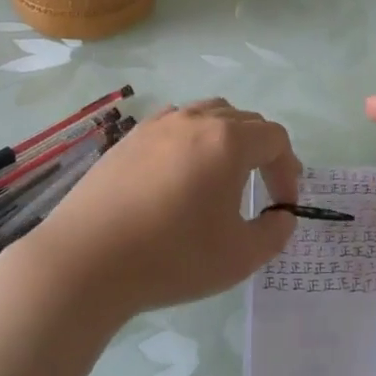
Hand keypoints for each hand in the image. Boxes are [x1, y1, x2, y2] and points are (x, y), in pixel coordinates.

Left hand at [20, 99, 300, 321]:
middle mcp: (195, 120)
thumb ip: (274, 233)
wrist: (86, 261)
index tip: (283, 206)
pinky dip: (191, 140)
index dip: (288, 170)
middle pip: (244, 120)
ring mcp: (157, 125)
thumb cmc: (172, 257)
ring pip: (207, 114)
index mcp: (228, 141)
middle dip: (263, 152)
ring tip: (223, 175)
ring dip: (227, 139)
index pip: (275, 139)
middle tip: (263, 188)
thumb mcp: (240, 257)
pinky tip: (180, 173)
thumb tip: (281, 216)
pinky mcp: (129, 139)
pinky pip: (174, 124)